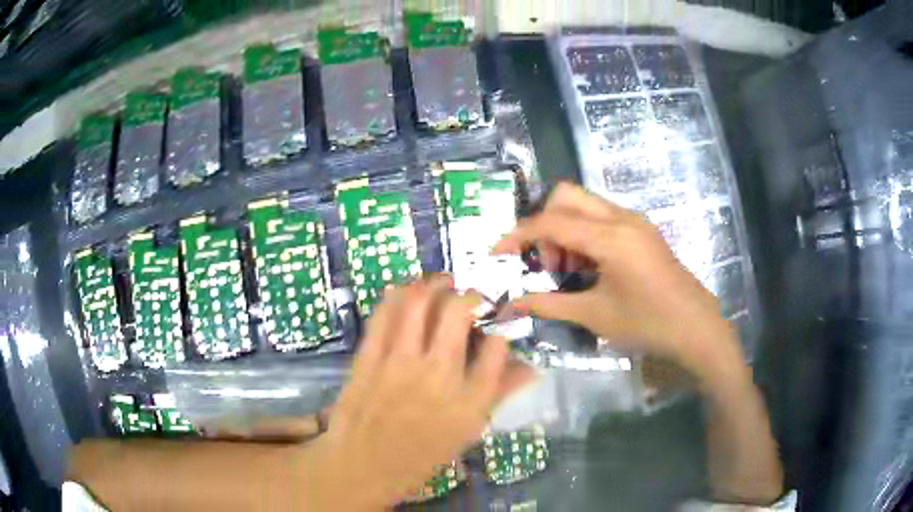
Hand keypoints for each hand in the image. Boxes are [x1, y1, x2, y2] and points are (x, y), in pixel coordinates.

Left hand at [299, 276, 534, 509]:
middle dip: (468, 293)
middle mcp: (439, 374)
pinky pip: (384, 314)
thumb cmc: (420, 456)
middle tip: (468, 295)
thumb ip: (498, 394)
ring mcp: (400, 362)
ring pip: (418, 302)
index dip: (501, 322)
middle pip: (458, 311)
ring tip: (439, 284)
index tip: (498, 315)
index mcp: (470, 400)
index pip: (497, 346)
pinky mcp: (369, 357)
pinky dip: (396, 295)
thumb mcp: (468, 431)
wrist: (362, 466)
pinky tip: (403, 292)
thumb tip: (531, 367)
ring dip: (431, 284)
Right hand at [493, 183, 740, 379]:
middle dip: (545, 224)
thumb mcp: (594, 316)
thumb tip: (511, 305)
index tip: (497, 253)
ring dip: (565, 229)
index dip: (519, 235)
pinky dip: (584, 234)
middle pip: (566, 196)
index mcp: (610, 237)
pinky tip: (590, 267)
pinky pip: (602, 217)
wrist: (695, 327)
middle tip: (548, 262)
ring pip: (584, 204)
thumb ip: (549, 305)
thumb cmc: (647, 323)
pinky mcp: (641, 230)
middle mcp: (621, 218)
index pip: (551, 222)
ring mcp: (634, 221)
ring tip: (570, 270)